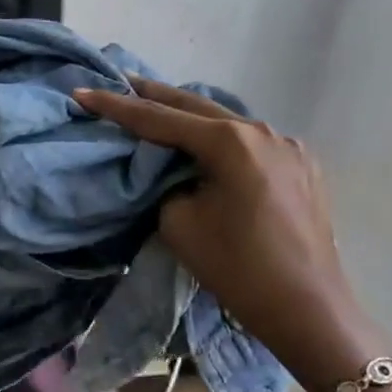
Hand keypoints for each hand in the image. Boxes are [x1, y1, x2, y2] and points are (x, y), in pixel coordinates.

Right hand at [72, 78, 382, 391]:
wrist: (310, 311)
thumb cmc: (238, 269)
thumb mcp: (180, 223)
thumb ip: (165, 184)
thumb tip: (172, 171)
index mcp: (230, 142)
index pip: (159, 119)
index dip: (116, 106)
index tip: (82, 93)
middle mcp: (262, 131)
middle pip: (196, 105)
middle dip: (153, 94)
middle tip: (118, 80)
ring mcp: (289, 146)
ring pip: (226, 121)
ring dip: (190, 116)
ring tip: (157, 107)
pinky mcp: (303, 166)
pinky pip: (251, 142)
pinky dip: (221, 138)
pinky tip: (207, 143)